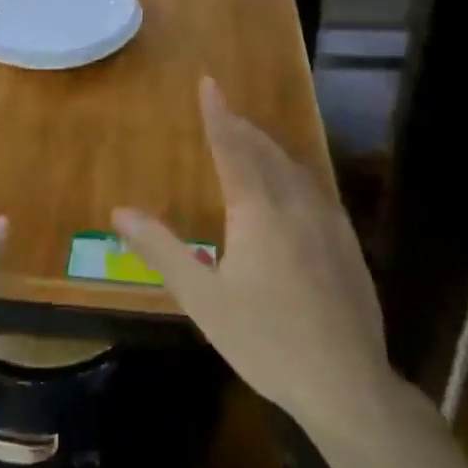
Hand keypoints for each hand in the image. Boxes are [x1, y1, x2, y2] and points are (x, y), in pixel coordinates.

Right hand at [112, 79, 390, 438]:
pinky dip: (293, 173)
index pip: (233, 147)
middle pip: (266, 151)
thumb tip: (119, 211)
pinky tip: (293, 189)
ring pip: (296, 168)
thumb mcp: (202, 298)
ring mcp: (329, 223)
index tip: (209, 82)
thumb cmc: (265, 339)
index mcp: (258, 210)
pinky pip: (315, 190)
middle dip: (242, 127)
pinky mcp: (348, 245)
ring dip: (269, 147)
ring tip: (252, 141)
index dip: (217, 114)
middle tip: (224, 112)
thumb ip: (162, 249)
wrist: (348, 385)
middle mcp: (296, 204)